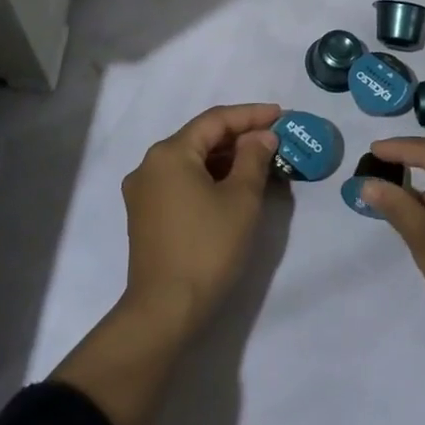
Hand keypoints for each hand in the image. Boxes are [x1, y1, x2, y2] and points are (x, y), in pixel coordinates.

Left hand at [119, 102, 280, 338]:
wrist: (165, 310)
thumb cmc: (207, 247)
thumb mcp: (241, 199)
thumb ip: (254, 158)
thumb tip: (262, 137)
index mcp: (169, 153)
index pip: (215, 120)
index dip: (251, 115)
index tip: (281, 115)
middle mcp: (149, 165)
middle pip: (200, 138)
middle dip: (239, 137)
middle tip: (274, 139)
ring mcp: (143, 192)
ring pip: (191, 161)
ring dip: (225, 158)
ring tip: (260, 161)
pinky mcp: (145, 215)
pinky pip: (182, 182)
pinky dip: (208, 177)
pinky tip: (233, 186)